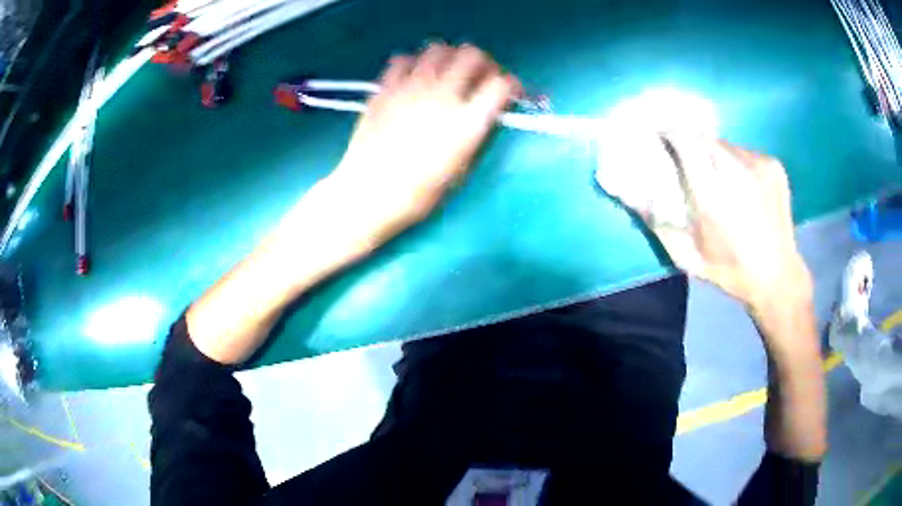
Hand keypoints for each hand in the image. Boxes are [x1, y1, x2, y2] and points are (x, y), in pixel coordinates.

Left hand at [328, 43, 519, 245]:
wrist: (368, 194)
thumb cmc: (418, 193)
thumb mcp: (460, 170)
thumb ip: (476, 134)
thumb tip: (485, 112)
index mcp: (467, 122)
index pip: (501, 84)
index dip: (511, 85)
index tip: (508, 92)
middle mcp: (443, 95)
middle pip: (472, 55)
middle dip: (482, 63)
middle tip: (478, 77)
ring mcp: (411, 87)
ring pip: (439, 49)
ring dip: (449, 58)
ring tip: (445, 74)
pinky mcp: (385, 88)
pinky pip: (403, 59)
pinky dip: (413, 64)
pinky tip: (412, 79)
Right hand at [604, 132, 811, 313]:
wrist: (778, 277)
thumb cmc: (728, 271)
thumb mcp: (685, 255)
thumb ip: (655, 219)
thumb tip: (623, 187)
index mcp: (712, 196)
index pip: (683, 138)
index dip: (666, 132)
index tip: (657, 138)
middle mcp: (737, 171)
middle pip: (702, 137)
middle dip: (689, 145)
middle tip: (687, 164)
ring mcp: (759, 165)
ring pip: (724, 144)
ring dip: (713, 155)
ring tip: (717, 180)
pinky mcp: (774, 165)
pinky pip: (744, 152)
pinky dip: (735, 162)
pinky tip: (742, 187)